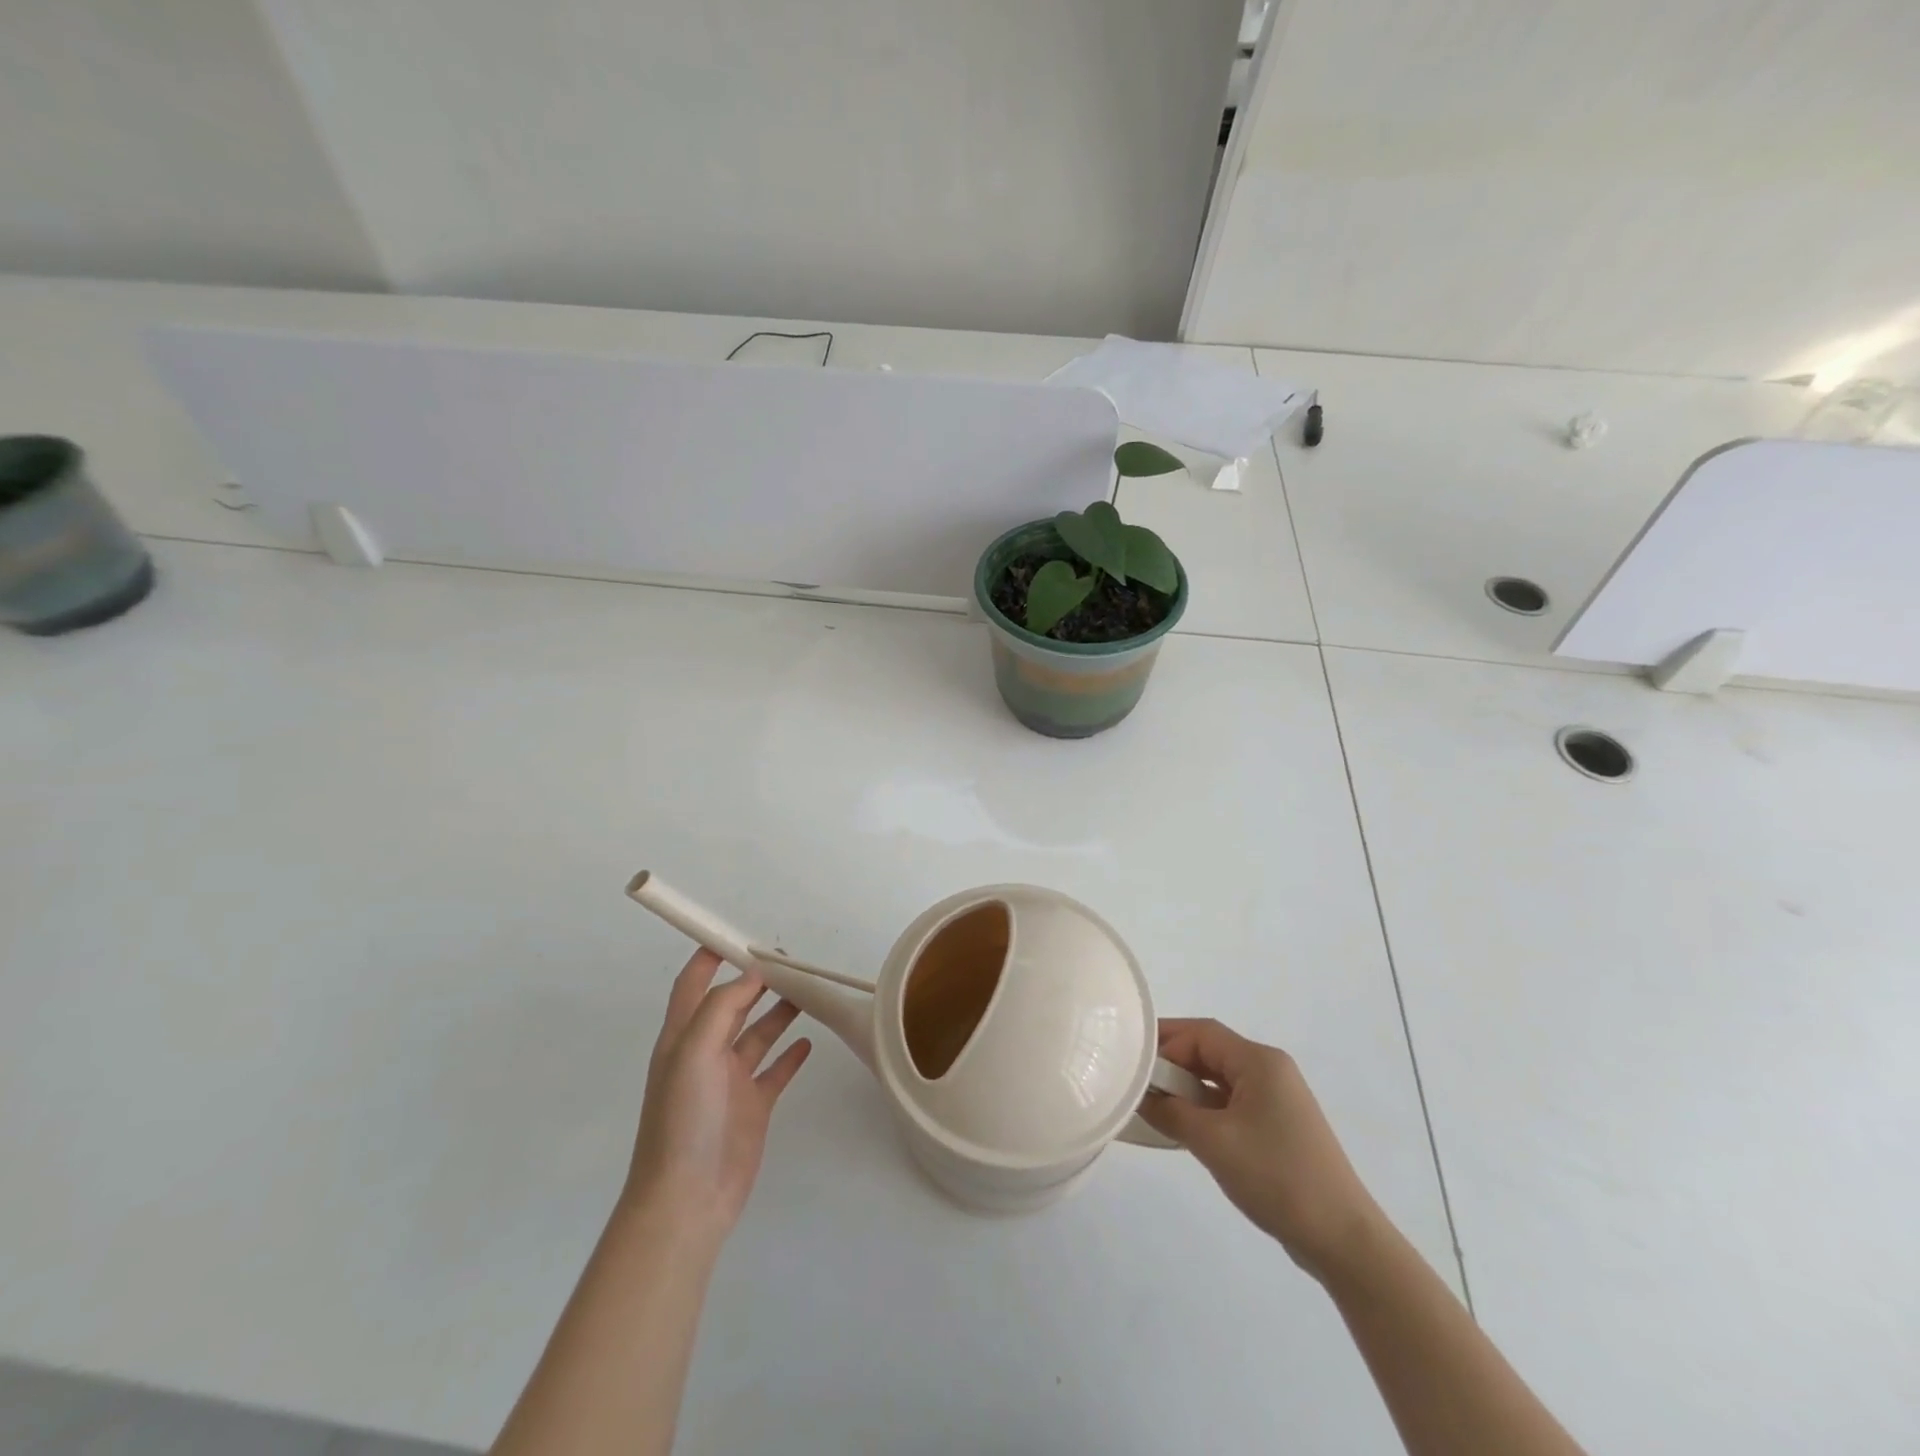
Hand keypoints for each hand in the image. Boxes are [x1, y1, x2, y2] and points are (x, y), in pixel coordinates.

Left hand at [625, 950, 812, 1235]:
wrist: (688, 1199)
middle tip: (790, 961)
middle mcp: (706, 1052)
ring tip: (806, 991)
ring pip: (758, 1033)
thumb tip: (751, 974)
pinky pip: (775, 1070)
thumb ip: (721, 1008)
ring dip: (778, 1011)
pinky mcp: (753, 1105)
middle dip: (756, 979)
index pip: (694, 983)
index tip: (742, 936)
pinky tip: (808, 1041)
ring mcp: (730, 1080)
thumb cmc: (684, 1119)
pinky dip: (790, 1054)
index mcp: (683, 1036)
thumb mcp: (694, 1052)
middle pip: (732, 1003)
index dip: (712, 956)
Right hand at [1141, 1018, 1382, 1281]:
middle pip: (1210, 1051)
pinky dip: (1204, 1107)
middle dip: (1171, 1063)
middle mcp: (1270, 1070)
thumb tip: (1138, 1096)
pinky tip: (1183, 1126)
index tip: (1131, 1060)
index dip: (1164, 1040)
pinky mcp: (1277, 1125)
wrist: (1342, 1239)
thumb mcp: (1213, 1142)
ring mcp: (1276, 1098)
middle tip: (1135, 1081)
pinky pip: (1230, 1101)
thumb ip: (1170, 1112)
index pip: (1201, 1033)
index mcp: (1259, 1061)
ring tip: (1151, 1104)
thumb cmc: (1276, 1177)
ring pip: (1218, 1078)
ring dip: (1186, 1087)